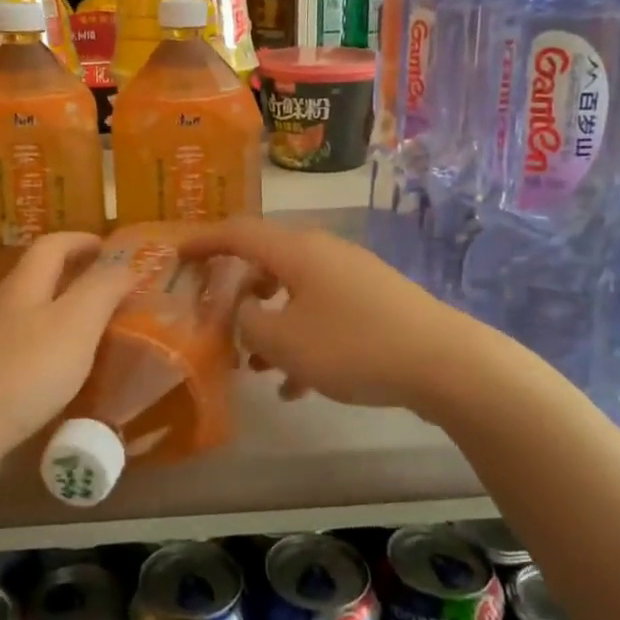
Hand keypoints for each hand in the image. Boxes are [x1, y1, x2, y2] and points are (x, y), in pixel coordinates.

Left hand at [0, 233, 139, 494]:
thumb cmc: (23, 372)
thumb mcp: (76, 324)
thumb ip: (103, 288)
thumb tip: (125, 263)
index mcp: (23, 284)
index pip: (53, 244)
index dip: (83, 240)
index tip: (112, 249)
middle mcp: (1, 304)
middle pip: (39, 276)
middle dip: (76, 276)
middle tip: (113, 291)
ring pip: (31, 313)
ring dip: (63, 313)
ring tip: (96, 331)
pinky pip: (23, 347)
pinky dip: (49, 346)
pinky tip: (63, 372)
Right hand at [183, 218, 471, 411]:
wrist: (444, 363)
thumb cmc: (353, 345)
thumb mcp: (284, 340)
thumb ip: (247, 323)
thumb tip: (241, 313)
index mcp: (296, 250)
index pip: (237, 233)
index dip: (202, 241)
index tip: (175, 254)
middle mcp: (322, 253)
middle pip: (265, 264)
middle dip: (237, 295)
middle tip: (215, 321)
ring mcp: (351, 277)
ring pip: (293, 294)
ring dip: (269, 326)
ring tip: (253, 367)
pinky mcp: (372, 303)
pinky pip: (322, 315)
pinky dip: (302, 341)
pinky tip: (297, 386)